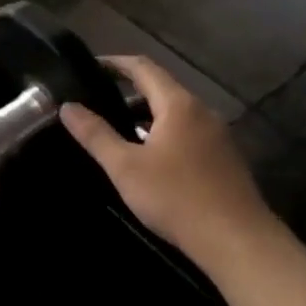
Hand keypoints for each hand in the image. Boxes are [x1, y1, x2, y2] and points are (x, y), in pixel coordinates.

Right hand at [59, 56, 276, 263]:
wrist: (238, 242)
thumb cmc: (176, 198)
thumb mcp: (125, 167)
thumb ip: (95, 134)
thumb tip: (68, 107)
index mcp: (179, 104)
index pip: (143, 67)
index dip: (115, 63)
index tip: (91, 66)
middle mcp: (202, 111)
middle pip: (161, 89)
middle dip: (128, 91)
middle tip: (97, 101)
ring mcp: (218, 135)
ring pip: (175, 114)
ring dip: (146, 115)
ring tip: (117, 131)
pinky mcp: (225, 159)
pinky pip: (188, 133)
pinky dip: (164, 134)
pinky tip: (149, 159)